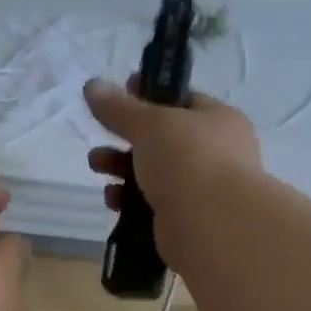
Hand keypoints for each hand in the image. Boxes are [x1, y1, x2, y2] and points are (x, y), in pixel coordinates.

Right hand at [84, 78, 262, 224]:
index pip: (181, 100)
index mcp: (218, 119)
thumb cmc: (188, 160)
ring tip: (96, 166)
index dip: (147, 95)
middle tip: (100, 137)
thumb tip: (92, 85)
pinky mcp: (186, 218)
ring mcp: (202, 187)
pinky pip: (151, 202)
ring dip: (121, 167)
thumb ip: (119, 107)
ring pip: (154, 171)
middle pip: (162, 138)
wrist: (213, 225)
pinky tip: (113, 200)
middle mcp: (216, 151)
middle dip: (125, 137)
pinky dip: (129, 199)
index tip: (117, 96)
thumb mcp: (150, 124)